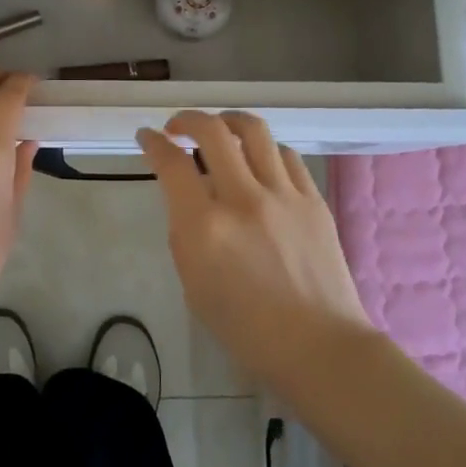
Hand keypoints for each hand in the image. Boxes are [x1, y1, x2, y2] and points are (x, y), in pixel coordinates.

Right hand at [137, 111, 374, 388]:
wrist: (319, 346)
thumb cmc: (246, 328)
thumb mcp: (194, 284)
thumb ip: (185, 232)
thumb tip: (188, 196)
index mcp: (206, 228)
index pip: (172, 164)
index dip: (153, 143)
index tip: (147, 137)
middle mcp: (243, 200)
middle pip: (212, 131)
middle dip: (187, 120)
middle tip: (178, 128)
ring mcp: (283, 195)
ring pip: (253, 131)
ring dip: (228, 121)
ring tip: (219, 129)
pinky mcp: (312, 199)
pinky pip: (285, 155)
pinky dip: (264, 149)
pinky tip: (258, 160)